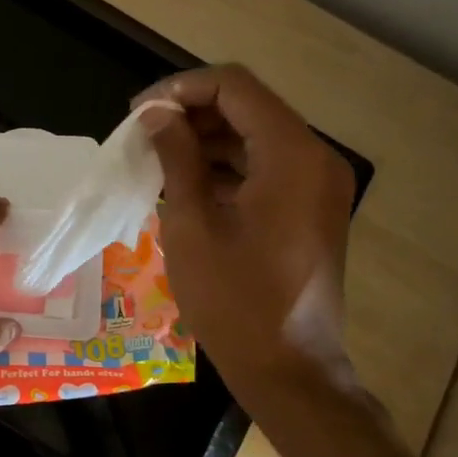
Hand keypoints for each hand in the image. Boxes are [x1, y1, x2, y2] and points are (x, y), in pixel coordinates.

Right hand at [135, 65, 357, 394]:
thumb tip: (155, 114)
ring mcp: (318, 184)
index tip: (139, 112)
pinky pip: (266, 167)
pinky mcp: (312, 207)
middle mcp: (315, 158)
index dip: (181, 88)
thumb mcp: (192, 224)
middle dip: (192, 112)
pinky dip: (226, 166)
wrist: (289, 369)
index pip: (234, 87)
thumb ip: (176, 157)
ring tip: (157, 159)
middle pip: (248, 107)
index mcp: (291, 155)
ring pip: (256, 136)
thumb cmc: (233, 300)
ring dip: (206, 139)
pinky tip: (187, 184)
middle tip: (143, 135)